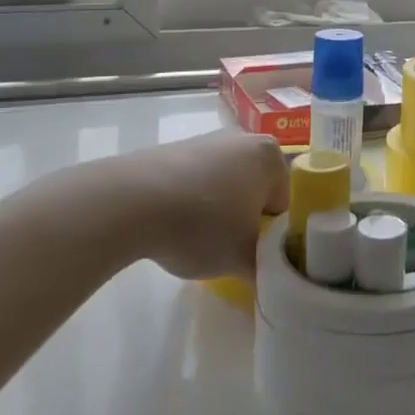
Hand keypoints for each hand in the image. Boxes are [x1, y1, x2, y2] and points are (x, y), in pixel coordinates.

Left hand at [105, 131, 288, 280]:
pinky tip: (172, 226)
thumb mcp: (243, 260)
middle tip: (226, 250)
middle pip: (255, 191)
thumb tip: (269, 276)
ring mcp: (207, 139)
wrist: (130, 201)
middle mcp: (244, 138)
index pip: (283, 205)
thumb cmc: (201, 224)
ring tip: (195, 241)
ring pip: (225, 186)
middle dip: (244, 220)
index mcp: (271, 156)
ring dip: (217, 213)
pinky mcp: (175, 149)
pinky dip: (191, 203)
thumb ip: (267, 270)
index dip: (269, 236)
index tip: (251, 256)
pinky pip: (196, 181)